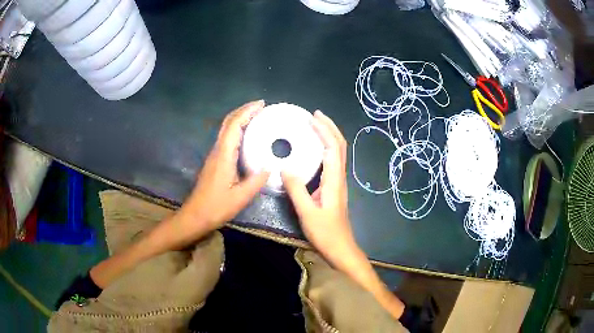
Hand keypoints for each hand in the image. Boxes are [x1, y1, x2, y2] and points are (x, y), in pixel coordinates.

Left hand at [178, 100, 270, 231]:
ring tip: (257, 117)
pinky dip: (237, 130)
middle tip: (261, 107)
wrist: (195, 216)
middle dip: (243, 110)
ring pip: (226, 129)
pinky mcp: (215, 161)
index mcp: (223, 155)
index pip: (234, 126)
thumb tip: (271, 167)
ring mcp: (214, 155)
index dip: (247, 112)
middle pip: (228, 123)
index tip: (261, 104)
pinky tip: (247, 136)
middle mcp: (217, 150)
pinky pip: (226, 139)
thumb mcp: (240, 197)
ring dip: (240, 119)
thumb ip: (256, 181)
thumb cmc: (216, 207)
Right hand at [283, 111, 404, 319]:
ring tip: (314, 126)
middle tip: (314, 115)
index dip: (324, 130)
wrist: (341, 249)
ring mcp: (338, 182)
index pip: (333, 147)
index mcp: (334, 180)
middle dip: (329, 127)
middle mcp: (339, 177)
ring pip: (337, 152)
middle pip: (339, 145)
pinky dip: (325, 148)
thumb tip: (284, 167)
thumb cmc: (325, 233)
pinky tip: (314, 150)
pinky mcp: (334, 188)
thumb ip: (296, 189)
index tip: (311, 117)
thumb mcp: (307, 212)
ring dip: (328, 135)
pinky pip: (332, 161)